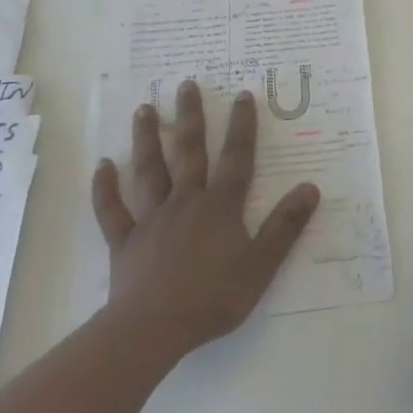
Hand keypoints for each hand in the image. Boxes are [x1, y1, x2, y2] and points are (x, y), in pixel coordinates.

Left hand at [91, 79, 319, 353]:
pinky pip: (112, 211)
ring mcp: (152, 219)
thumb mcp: (262, 264)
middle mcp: (186, 201)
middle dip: (191, 117)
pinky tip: (102, 166)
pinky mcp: (125, 241)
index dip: (242, 126)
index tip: (243, 94)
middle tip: (185, 84)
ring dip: (147, 139)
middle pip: (189, 152)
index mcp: (220, 206)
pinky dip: (105, 189)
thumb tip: (311, 188)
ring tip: (144, 109)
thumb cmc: (213, 296)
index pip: (236, 158)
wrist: (154, 327)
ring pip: (149, 171)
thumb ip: (286, 226)